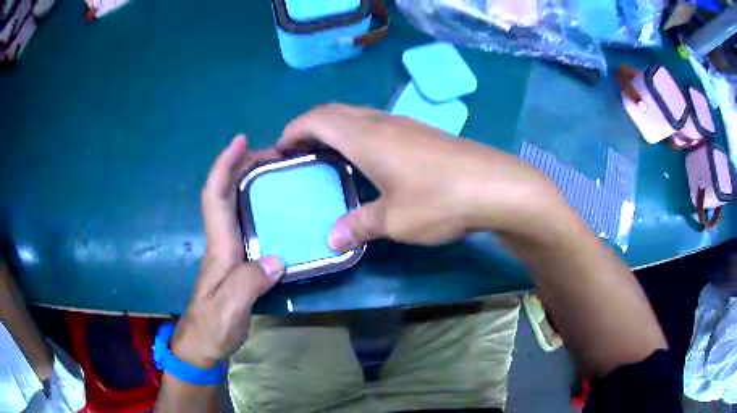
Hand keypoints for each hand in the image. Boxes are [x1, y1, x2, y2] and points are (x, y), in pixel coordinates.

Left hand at [171, 135, 284, 367]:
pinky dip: (256, 205)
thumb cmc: (212, 327)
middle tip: (274, 155)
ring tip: (276, 172)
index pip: (216, 197)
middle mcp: (221, 241)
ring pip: (234, 205)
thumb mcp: (229, 310)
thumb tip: (277, 259)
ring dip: (250, 181)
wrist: (202, 345)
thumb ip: (249, 284)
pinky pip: (245, 222)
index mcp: (219, 247)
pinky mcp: (237, 261)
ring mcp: (228, 251)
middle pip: (225, 193)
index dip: (224, 165)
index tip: (240, 141)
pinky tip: (275, 209)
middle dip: (242, 165)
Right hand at [278, 104, 565, 249]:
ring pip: (358, 115)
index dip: (293, 130)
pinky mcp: (423, 133)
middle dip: (310, 126)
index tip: (279, 148)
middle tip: (299, 150)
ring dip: (336, 128)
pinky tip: (367, 159)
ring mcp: (405, 124)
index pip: (317, 120)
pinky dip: (359, 134)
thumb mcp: (395, 220)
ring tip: (327, 154)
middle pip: (335, 111)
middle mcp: (382, 123)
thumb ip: (359, 225)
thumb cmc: (440, 200)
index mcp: (365, 137)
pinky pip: (378, 124)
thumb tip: (332, 239)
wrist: (496, 186)